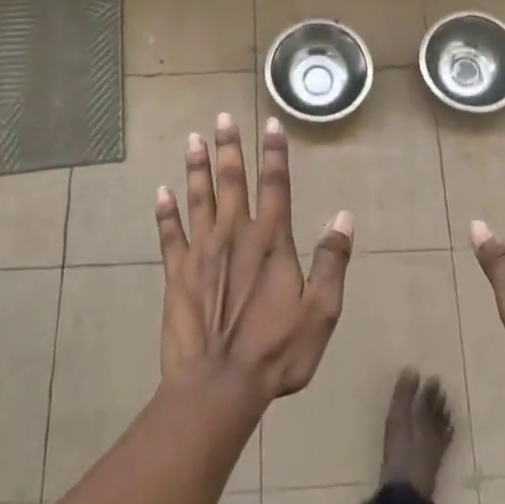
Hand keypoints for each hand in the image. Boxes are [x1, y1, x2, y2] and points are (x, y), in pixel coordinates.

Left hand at [155, 113, 353, 406]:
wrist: (218, 385)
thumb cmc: (276, 351)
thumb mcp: (320, 311)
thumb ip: (332, 261)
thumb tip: (343, 216)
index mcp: (271, 241)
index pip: (275, 185)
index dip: (274, 153)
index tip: (270, 124)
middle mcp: (235, 235)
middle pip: (232, 181)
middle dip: (229, 147)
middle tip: (222, 118)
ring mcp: (202, 252)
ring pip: (199, 198)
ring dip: (196, 168)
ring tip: (193, 139)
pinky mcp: (177, 273)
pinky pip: (170, 234)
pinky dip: (165, 212)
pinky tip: (161, 192)